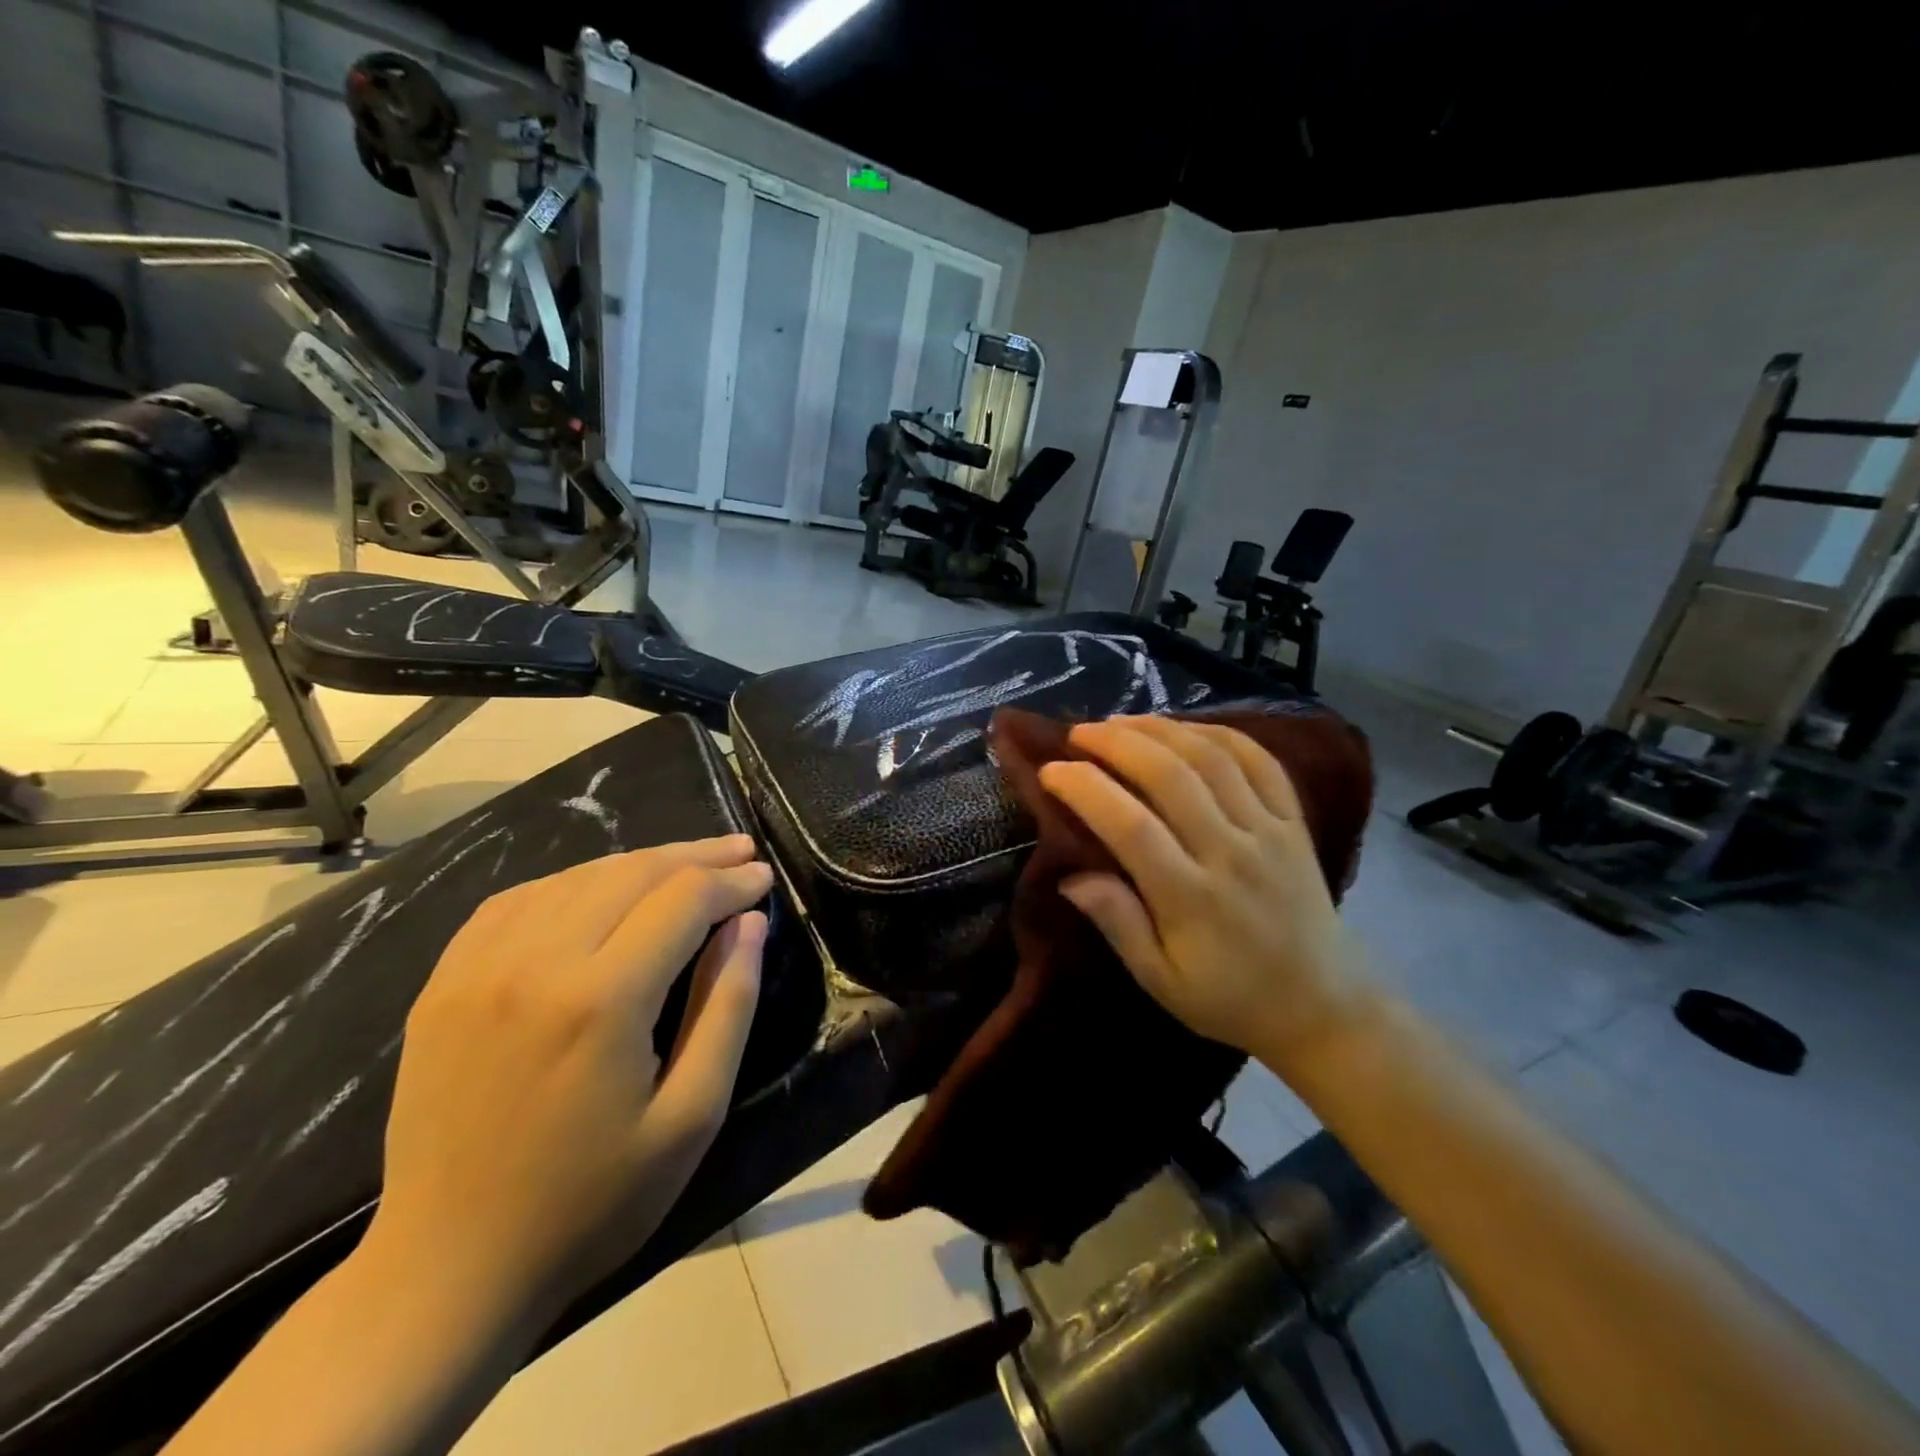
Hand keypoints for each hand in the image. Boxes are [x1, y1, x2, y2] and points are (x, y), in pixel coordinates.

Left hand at [367, 834, 772, 1333]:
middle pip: (633, 872)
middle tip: (740, 853)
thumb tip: (748, 924)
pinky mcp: (446, 982)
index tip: (764, 877)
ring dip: (641, 863)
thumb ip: (728, 1005)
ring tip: (686, 866)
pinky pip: (520, 899)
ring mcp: (479, 967)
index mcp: (602, 999)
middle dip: (697, 857)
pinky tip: (601, 889)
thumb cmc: (592, 1201)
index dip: (732, 881)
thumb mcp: (692, 1114)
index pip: (684, 899)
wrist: (448, 1271)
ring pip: (578, 876)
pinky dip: (575, 880)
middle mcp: (537, 961)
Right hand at [1038, 717, 1367, 1066]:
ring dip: (1161, 729)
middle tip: (1079, 733)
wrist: (1322, 1004)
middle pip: (1169, 776)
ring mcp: (1268, 831)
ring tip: (1121, 722)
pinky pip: (1259, 761)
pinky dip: (1220, 733)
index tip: (1052, 771)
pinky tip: (1186, 727)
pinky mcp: (1294, 821)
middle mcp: (1230, 853)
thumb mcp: (1160, 981)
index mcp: (1190, 898)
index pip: (1129, 825)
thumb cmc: (1229, 997)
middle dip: (1116, 743)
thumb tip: (1070, 876)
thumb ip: (1118, 924)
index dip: (1085, 788)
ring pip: (1211, 758)